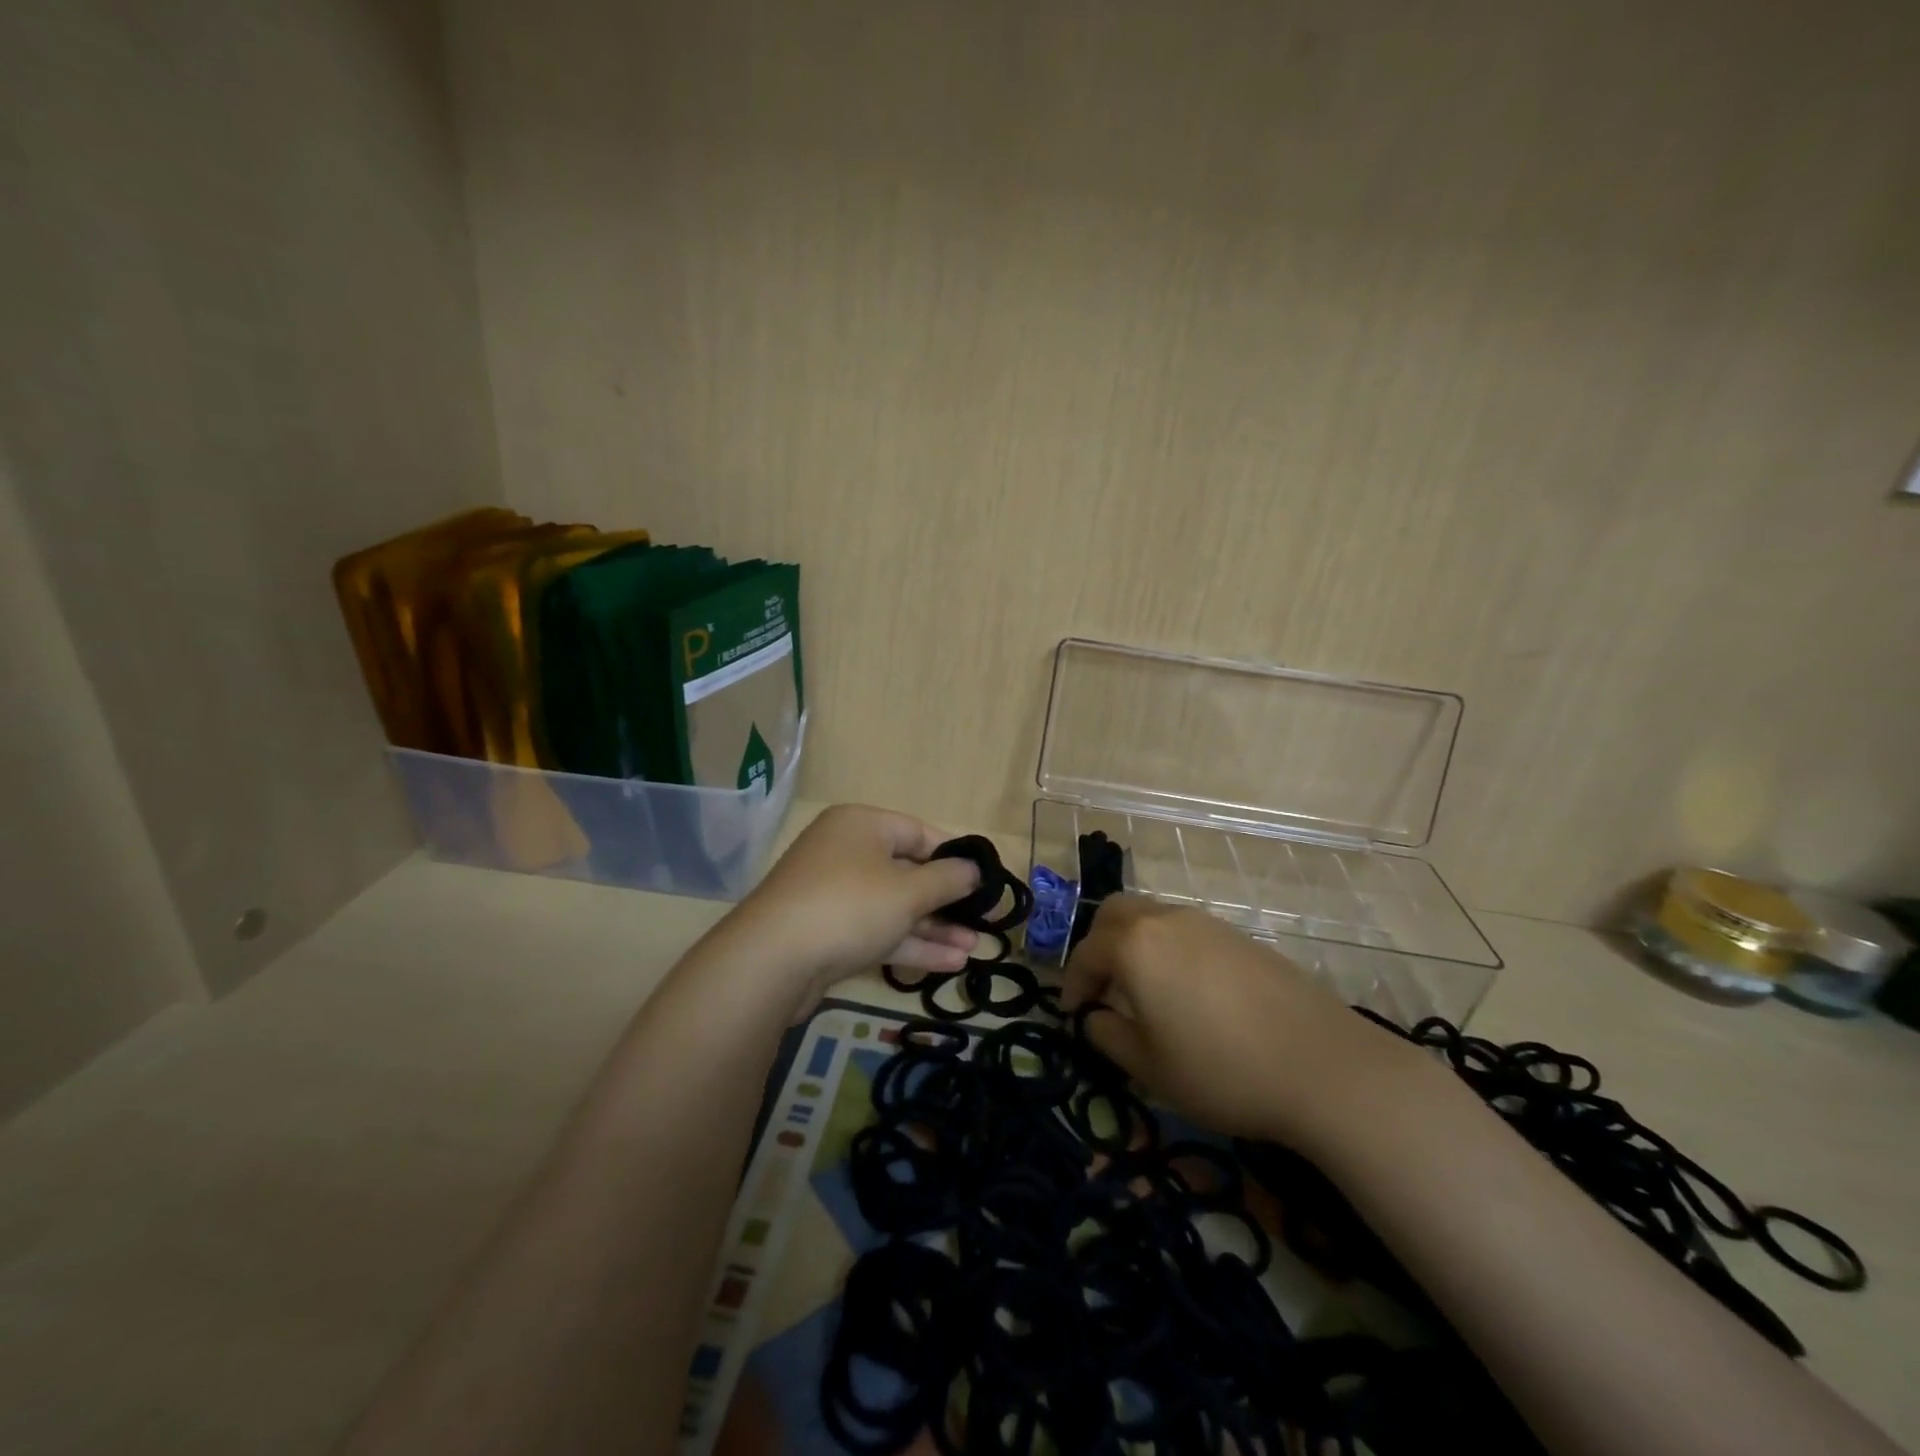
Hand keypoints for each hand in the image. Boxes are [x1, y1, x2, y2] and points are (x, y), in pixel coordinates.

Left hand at [728, 804, 982, 1002]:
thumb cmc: (849, 907)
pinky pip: (876, 930)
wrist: (771, 962)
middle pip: (907, 871)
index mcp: (862, 825)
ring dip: (933, 927)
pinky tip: (949, 964)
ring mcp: (833, 894)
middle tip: (981, 922)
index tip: (984, 881)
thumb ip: (947, 880)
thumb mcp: (908, 891)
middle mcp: (846, 852)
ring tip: (973, 949)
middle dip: (946, 901)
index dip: (954, 857)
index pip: (919, 833)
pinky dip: (909, 943)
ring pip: (894, 906)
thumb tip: (974, 870)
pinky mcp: (827, 932)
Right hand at [1061, 896, 1425, 1150]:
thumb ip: (1110, 1037)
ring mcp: (1207, 924)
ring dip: (1135, 944)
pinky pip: (1187, 931)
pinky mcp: (1240, 937)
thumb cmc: (1222, 1070)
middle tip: (1103, 986)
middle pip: (1115, 914)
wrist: (1322, 1066)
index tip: (1074, 1014)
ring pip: (1153, 917)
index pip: (1087, 953)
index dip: (1074, 984)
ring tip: (1145, 991)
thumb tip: (1097, 1018)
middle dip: (1099, 945)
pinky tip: (1189, 992)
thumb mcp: (1150, 1068)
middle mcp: (1166, 921)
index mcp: (1135, 946)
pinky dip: (1169, 949)